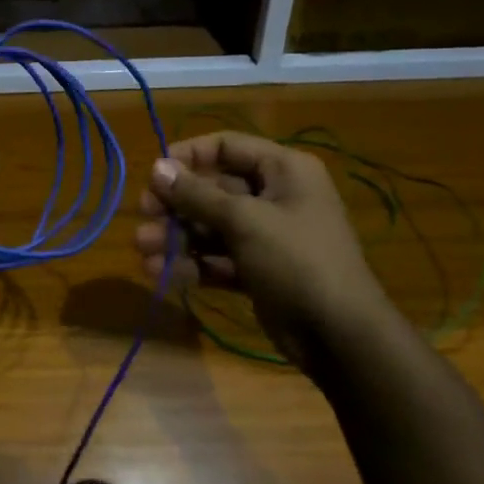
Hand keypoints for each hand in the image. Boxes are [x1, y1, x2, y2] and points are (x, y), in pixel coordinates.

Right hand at [133, 131, 401, 369]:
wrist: (340, 337)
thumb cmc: (296, 261)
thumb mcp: (244, 221)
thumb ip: (197, 194)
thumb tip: (157, 167)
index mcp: (283, 170)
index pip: (227, 146)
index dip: (188, 156)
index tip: (154, 174)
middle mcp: (275, 196)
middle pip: (214, 189)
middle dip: (176, 204)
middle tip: (144, 215)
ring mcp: (267, 236)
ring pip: (211, 227)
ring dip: (176, 236)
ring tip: (143, 248)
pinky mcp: (258, 271)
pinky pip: (218, 258)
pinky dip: (191, 264)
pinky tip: (159, 273)